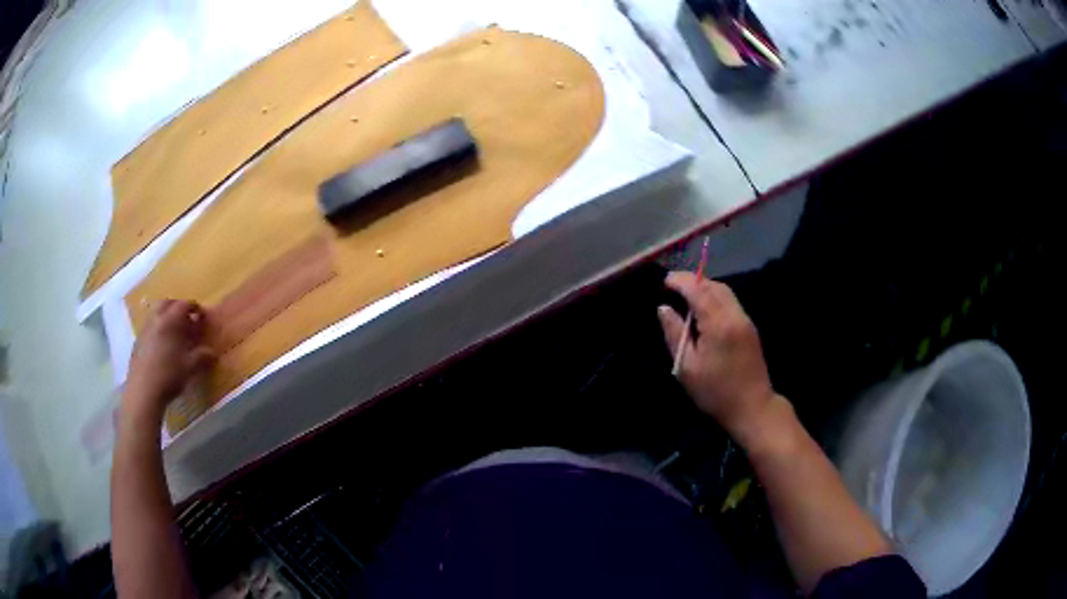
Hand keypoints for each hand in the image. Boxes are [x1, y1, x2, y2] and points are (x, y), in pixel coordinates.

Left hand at [124, 300, 215, 420]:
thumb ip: (202, 356)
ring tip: (174, 330)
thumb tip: (213, 352)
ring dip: (166, 316)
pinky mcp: (138, 341)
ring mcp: (145, 329)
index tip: (202, 315)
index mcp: (170, 321)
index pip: (184, 304)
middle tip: (186, 318)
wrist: (144, 391)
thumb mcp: (190, 367)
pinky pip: (149, 326)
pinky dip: (157, 328)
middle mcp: (156, 319)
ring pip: (156, 313)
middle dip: (178, 306)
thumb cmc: (169, 375)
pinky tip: (161, 345)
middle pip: (167, 303)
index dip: (195, 307)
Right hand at [658, 272, 775, 435]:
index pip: (697, 289)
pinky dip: (715, 297)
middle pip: (713, 285)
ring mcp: (745, 320)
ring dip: (705, 287)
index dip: (680, 281)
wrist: (752, 407)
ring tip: (686, 297)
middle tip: (672, 287)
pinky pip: (730, 302)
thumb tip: (663, 308)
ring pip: (724, 291)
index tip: (664, 281)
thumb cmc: (715, 391)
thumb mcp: (686, 367)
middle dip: (692, 281)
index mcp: (718, 323)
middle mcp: (734, 315)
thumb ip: (674, 333)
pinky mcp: (750, 327)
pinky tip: (703, 310)